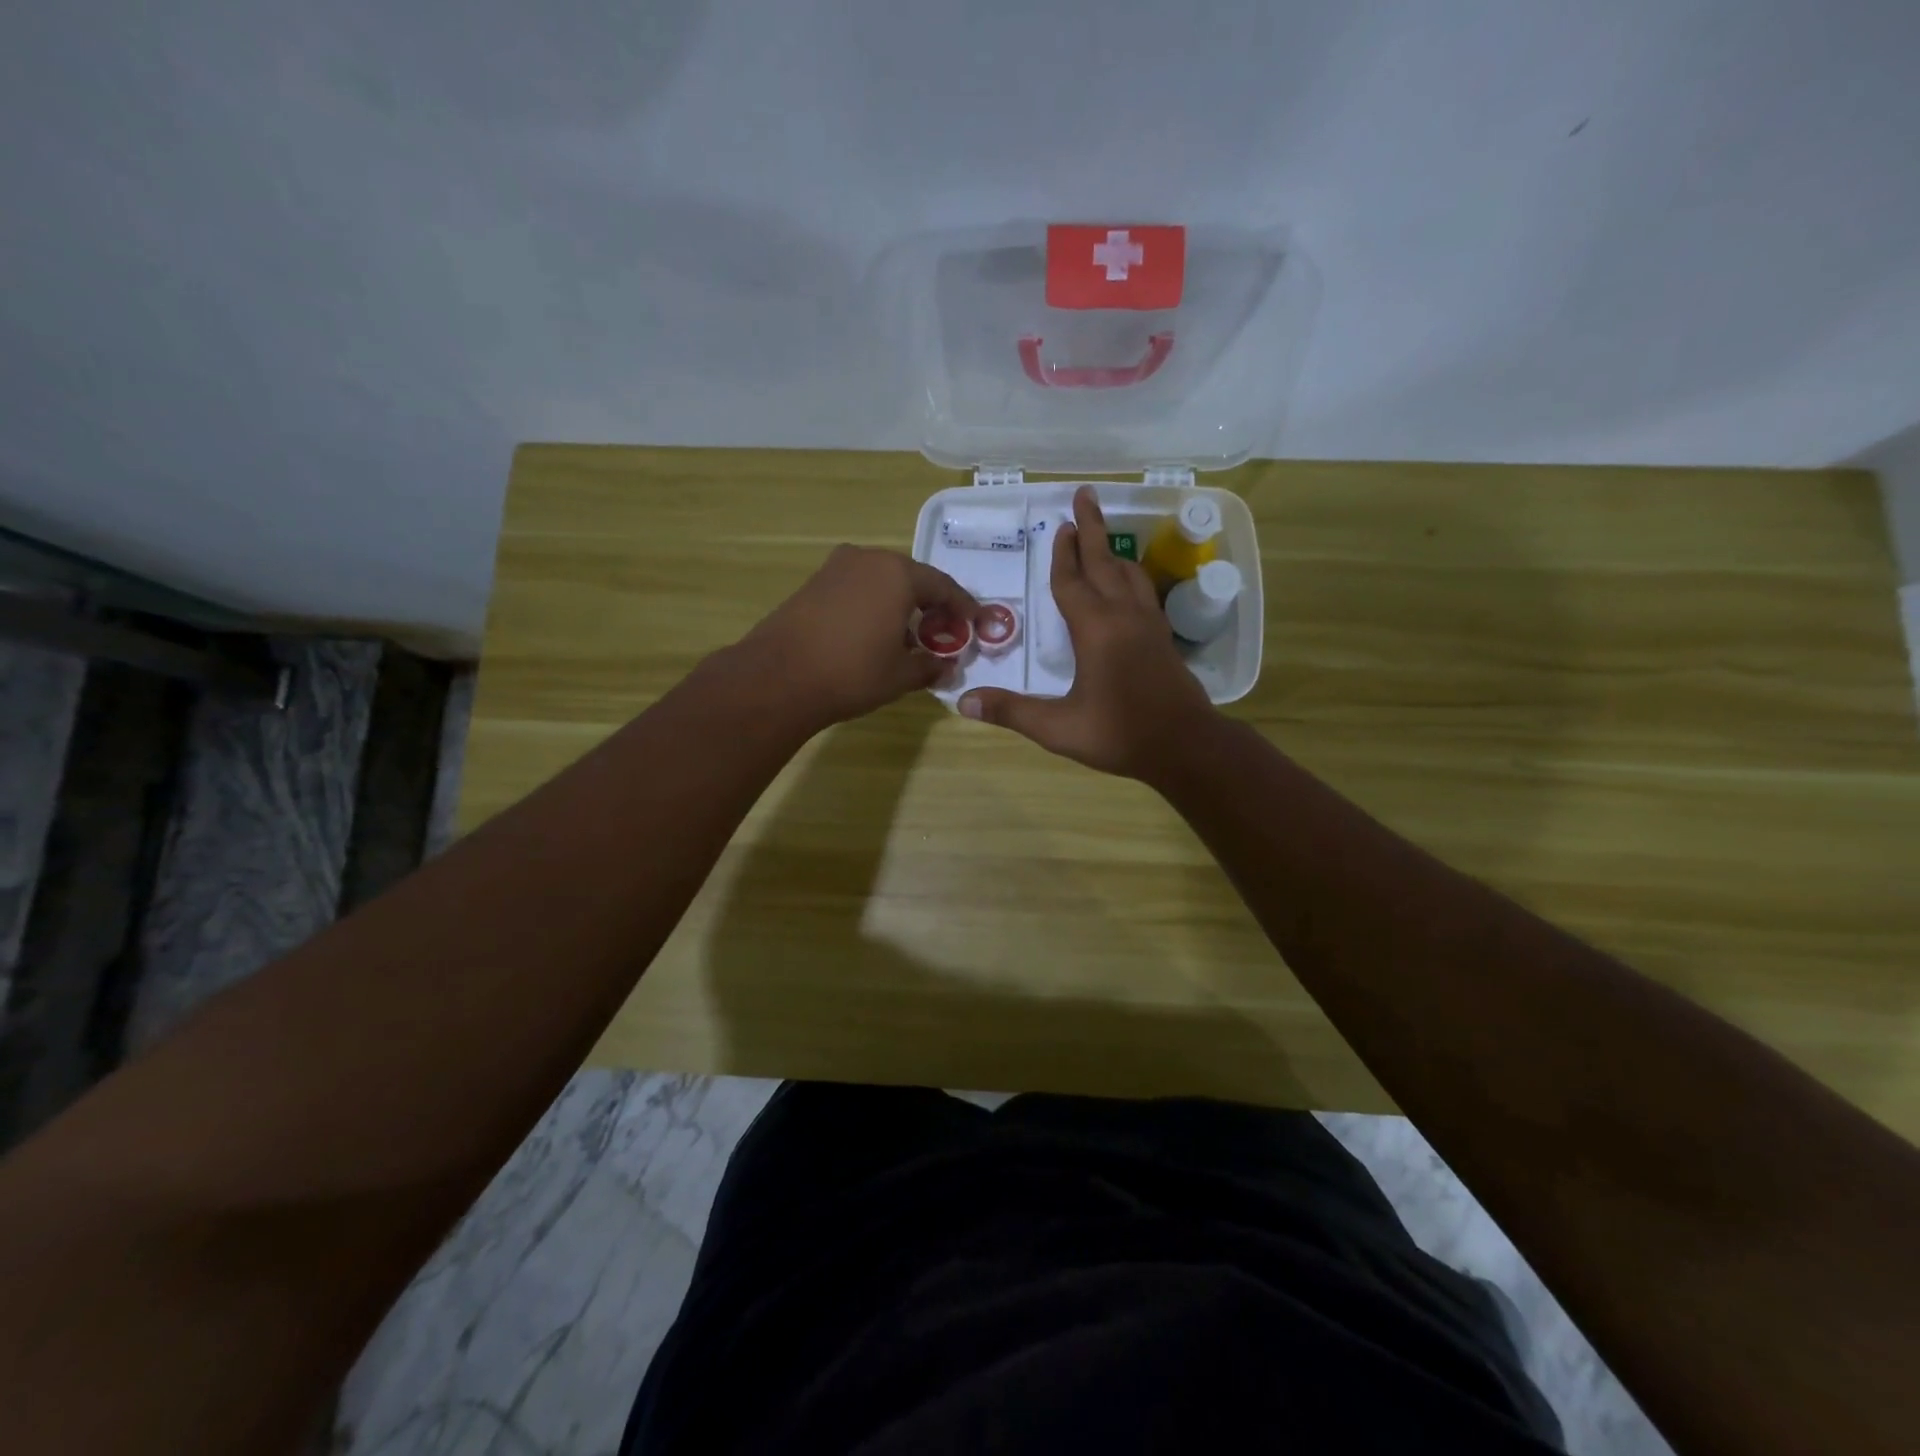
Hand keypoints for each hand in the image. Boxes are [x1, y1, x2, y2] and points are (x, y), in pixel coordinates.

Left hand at [736, 545, 978, 729]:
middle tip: (944, 632)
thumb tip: (948, 666)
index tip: (978, 625)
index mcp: (898, 574)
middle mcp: (868, 559)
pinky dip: (875, 605)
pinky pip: (858, 588)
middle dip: (932, 605)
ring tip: (910, 636)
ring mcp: (837, 568)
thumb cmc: (851, 673)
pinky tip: (875, 632)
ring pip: (883, 581)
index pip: (944, 587)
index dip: (964, 608)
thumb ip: (931, 666)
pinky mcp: (814, 582)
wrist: (777, 678)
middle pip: (913, 579)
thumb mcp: (901, 675)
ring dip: (902, 604)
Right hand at [959, 487, 1215, 778]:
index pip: (1072, 583)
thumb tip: (963, 702)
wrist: (1185, 747)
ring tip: (1102, 537)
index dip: (1062, 555)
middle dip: (1092, 529)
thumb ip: (1012, 712)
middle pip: (1104, 563)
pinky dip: (1131, 576)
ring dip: (1112, 552)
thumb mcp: (1059, 728)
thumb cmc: (1120, 735)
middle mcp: (1124, 616)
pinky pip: (1144, 592)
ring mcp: (1149, 625)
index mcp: (1096, 630)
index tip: (1060, 525)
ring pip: (1130, 575)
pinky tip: (1129, 585)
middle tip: (1085, 496)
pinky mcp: (1163, 638)